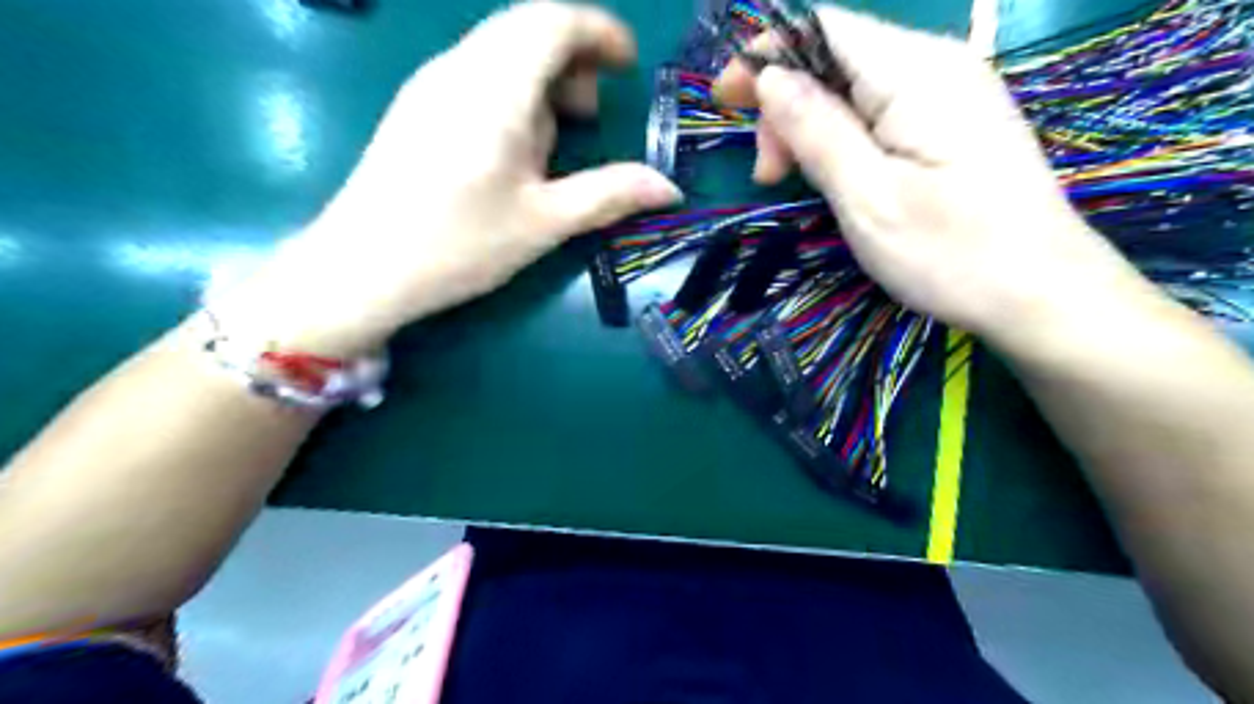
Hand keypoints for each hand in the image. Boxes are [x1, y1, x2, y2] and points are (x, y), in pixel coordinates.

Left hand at [210, 3, 681, 353]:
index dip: (600, 32)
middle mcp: (459, 69)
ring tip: (557, 140)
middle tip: (593, 115)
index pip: (553, 22)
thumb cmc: (458, 244)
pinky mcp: (416, 107)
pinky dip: (513, 93)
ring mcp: (430, 85)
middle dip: (574, 58)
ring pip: (500, 50)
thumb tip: (669, 188)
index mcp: (494, 89)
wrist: (360, 269)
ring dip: (543, 79)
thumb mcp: (544, 223)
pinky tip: (514, 149)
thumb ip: (609, 195)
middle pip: (527, 28)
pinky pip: (476, 75)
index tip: (629, 67)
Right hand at [715, 5, 1153, 346]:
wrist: (1041, 295)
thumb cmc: (952, 253)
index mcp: (915, 72)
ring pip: (852, 89)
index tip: (725, 102)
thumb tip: (769, 78)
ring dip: (808, 128)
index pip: (823, 29)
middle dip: (785, 106)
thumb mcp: (868, 197)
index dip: (765, 55)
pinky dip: (839, 139)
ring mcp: (948, 96)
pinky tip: (832, 176)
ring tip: (791, 181)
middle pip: (835, 58)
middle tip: (768, 175)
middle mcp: (935, 66)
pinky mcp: (950, 126)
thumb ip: (817, 131)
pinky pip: (877, 113)